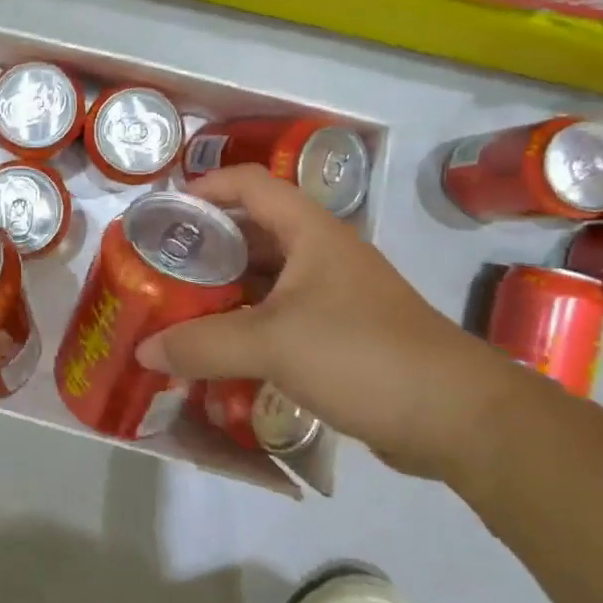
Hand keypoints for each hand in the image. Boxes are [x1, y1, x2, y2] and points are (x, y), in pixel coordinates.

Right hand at [136, 165, 516, 480]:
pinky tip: (217, 349)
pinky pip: (278, 317)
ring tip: (177, 307)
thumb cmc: (363, 355)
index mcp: (310, 232)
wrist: (459, 418)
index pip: (250, 184)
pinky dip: (245, 325)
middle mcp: (321, 255)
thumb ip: (203, 344)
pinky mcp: (340, 335)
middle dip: (204, 245)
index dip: (206, 186)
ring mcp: (333, 296)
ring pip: (264, 278)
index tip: (164, 211)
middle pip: (252, 232)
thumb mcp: (273, 344)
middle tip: (159, 266)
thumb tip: (143, 349)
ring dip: (222, 289)